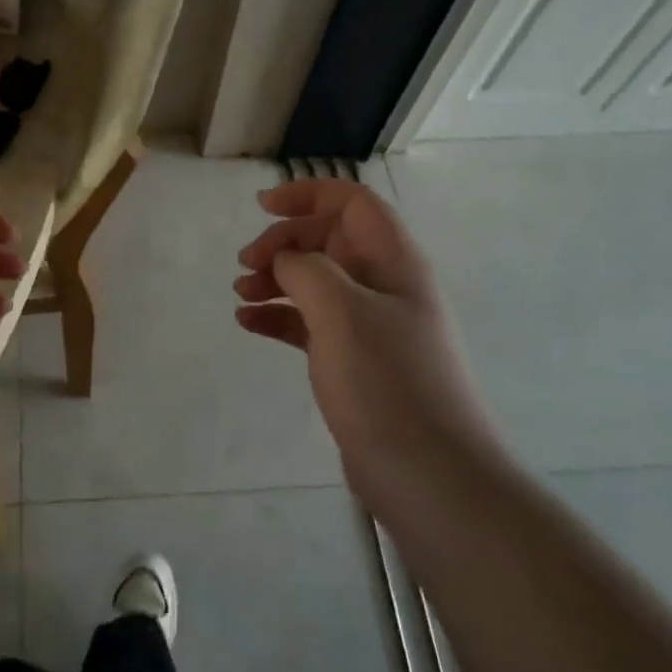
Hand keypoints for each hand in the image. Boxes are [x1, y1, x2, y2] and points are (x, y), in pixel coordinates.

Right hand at [234, 179, 502, 509]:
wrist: (431, 477)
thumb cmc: (387, 382)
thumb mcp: (341, 311)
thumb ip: (307, 269)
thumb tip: (287, 260)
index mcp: (394, 262)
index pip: (353, 203)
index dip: (308, 194)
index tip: (262, 206)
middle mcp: (385, 286)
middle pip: (328, 240)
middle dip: (283, 243)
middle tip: (245, 264)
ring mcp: (371, 326)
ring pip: (316, 282)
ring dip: (276, 280)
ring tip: (240, 294)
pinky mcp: (355, 362)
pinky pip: (310, 323)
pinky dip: (279, 317)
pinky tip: (248, 324)